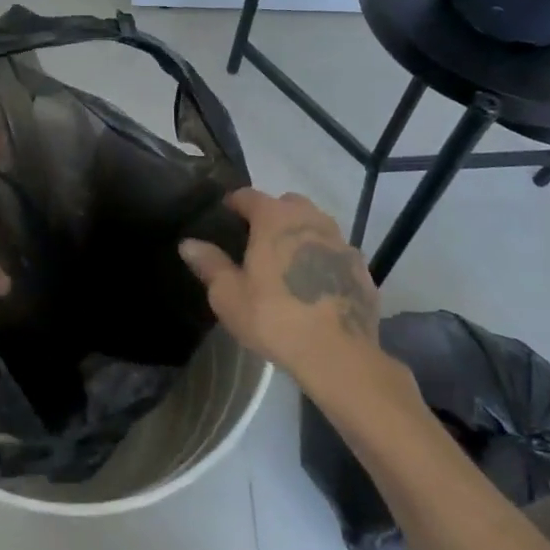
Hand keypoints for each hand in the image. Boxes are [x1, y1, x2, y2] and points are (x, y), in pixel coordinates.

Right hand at [180, 189, 410, 401]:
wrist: (338, 354)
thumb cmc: (274, 318)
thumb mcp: (228, 295)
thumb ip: (209, 264)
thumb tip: (188, 244)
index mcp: (274, 217)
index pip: (248, 195)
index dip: (234, 204)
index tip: (225, 216)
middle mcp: (310, 219)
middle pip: (287, 204)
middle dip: (271, 215)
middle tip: (257, 241)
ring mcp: (340, 242)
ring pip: (316, 226)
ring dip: (300, 235)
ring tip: (287, 263)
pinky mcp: (361, 268)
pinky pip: (336, 254)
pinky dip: (324, 260)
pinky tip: (316, 286)